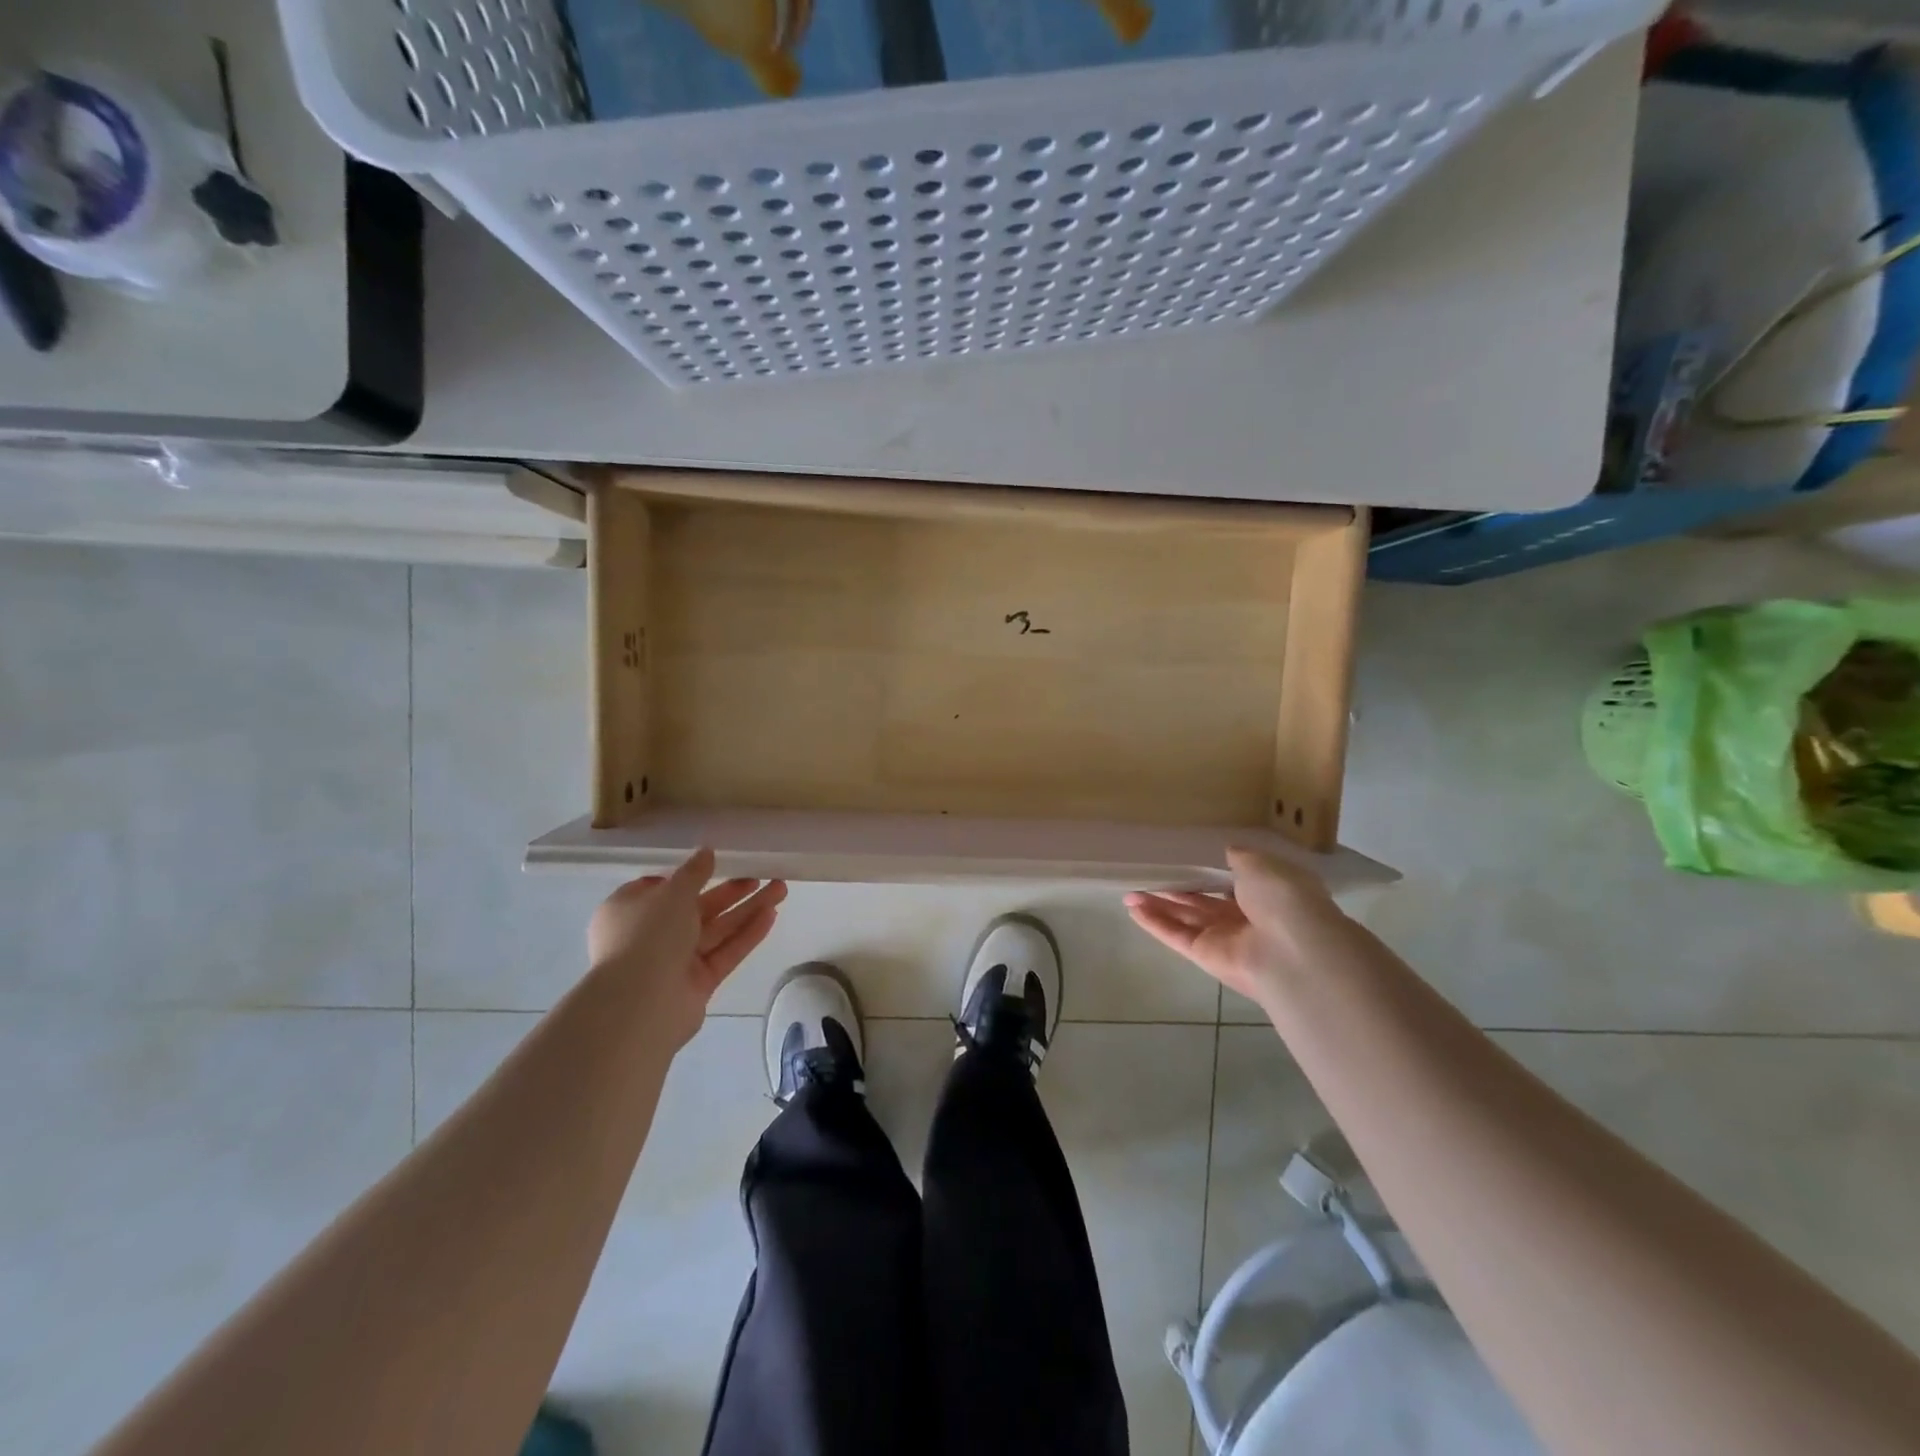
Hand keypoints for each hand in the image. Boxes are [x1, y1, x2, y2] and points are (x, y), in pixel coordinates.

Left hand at [587, 848, 786, 1048]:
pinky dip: (747, 935)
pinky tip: (771, 915)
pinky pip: (726, 953)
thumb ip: (694, 872)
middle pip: (698, 908)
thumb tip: (706, 851)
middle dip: (732, 891)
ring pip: (717, 929)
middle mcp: (651, 935)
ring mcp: (675, 961)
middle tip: (762, 874)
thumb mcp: (672, 893)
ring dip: (748, 909)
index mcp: (631, 910)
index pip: (662, 888)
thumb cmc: (647, 935)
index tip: (720, 863)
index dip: (691, 876)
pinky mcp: (698, 983)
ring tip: (780, 889)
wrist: (639, 1004)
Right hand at [1126, 846, 1349, 1009]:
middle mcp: (1246, 916)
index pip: (1233, 881)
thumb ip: (1240, 858)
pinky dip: (1155, 923)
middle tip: (1149, 875)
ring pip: (1186, 917)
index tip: (1184, 858)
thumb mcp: (1262, 864)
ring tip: (1129, 892)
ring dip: (1159, 905)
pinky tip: (1132, 909)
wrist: (1292, 952)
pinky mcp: (1206, 956)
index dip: (1209, 871)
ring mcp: (1225, 938)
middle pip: (1204, 901)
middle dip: (1177, 889)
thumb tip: (1227, 852)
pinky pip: (1177, 935)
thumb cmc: (1283, 899)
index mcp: (1267, 893)